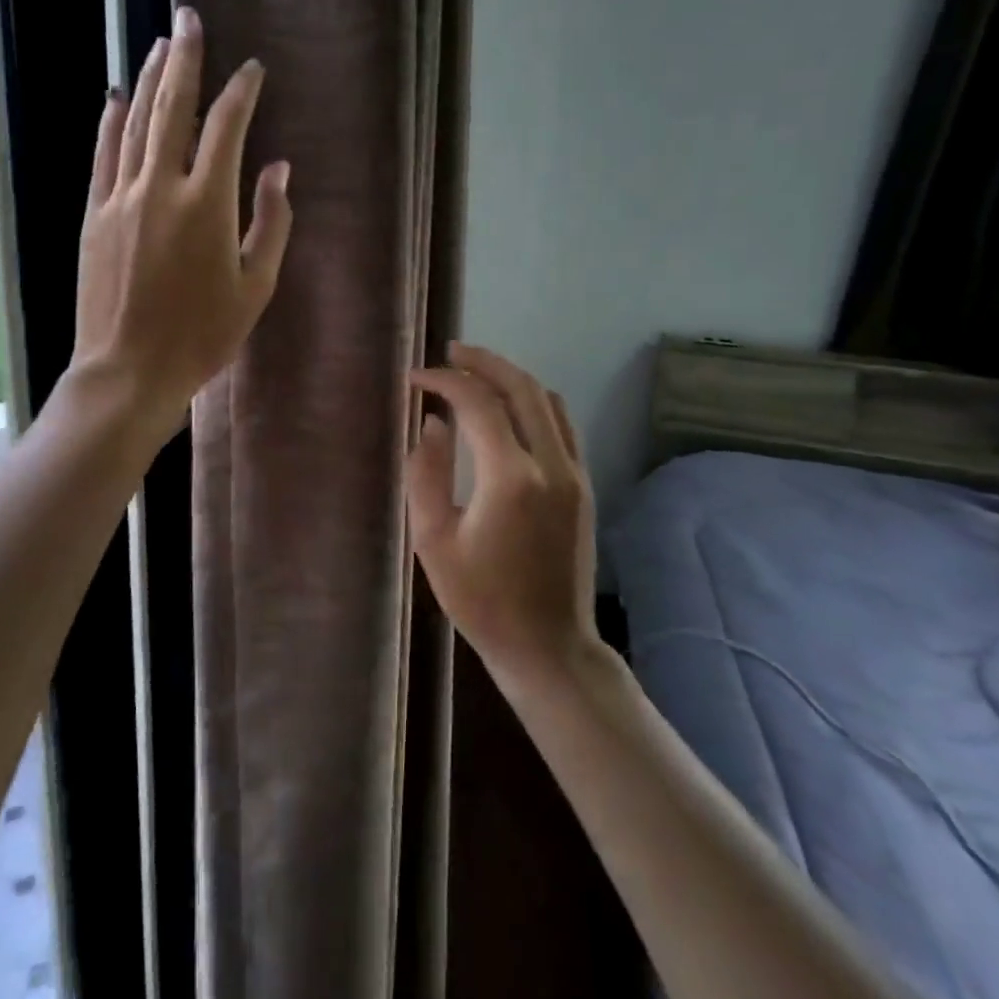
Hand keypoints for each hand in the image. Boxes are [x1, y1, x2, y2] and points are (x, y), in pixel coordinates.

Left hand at [69, 6, 292, 441]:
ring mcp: (120, 198)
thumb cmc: (203, 336)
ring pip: (135, 124)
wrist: (129, 370)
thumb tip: (278, 169)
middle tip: (189, 19)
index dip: (241, 93)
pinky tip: (114, 98)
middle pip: (173, 108)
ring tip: (158, 45)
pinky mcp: (94, 215)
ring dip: (148, 81)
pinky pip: (102, 156)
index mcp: (207, 205)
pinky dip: (109, 123)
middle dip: (184, 59)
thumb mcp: (255, 287)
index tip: (251, 70)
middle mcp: (160, 187)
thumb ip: (270, 223)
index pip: (227, 129)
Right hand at [407, 344, 597, 679]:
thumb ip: (426, 473)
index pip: (477, 403)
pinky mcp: (584, 485)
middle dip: (483, 362)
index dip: (444, 380)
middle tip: (450, 352)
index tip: (415, 379)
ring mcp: (575, 473)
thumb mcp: (433, 540)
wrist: (548, 645)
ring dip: (510, 377)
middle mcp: (551, 464)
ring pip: (546, 400)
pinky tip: (509, 407)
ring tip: (475, 372)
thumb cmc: (481, 600)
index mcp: (511, 478)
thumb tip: (432, 423)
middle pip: (521, 387)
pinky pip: (561, 423)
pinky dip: (532, 401)